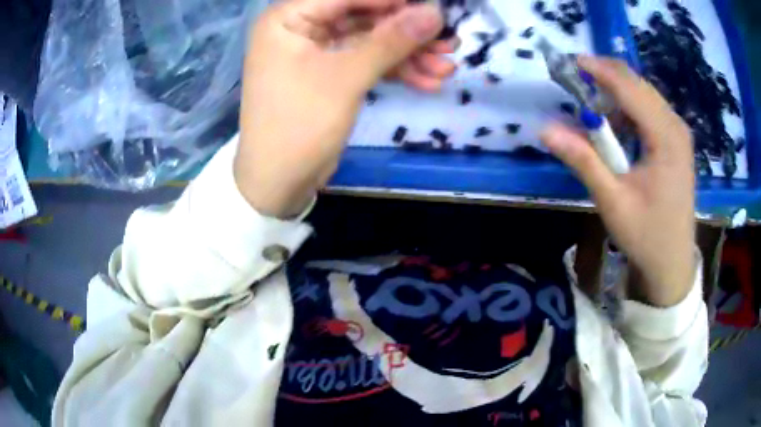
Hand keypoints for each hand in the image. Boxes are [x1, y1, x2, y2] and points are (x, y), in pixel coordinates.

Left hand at [235, 0, 450, 217]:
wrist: (278, 182)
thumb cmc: (300, 124)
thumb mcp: (347, 77)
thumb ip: (391, 40)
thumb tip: (435, 12)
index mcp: (288, 18)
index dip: (393, 1)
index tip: (433, 9)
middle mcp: (300, 27)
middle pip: (363, 17)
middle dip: (407, 32)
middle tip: (449, 41)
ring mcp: (316, 51)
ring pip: (369, 41)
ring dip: (408, 54)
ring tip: (447, 67)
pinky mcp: (329, 73)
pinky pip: (365, 62)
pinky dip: (395, 71)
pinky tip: (428, 81)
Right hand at [541, 57, 695, 306]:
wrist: (673, 262)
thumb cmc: (646, 235)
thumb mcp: (613, 201)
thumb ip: (583, 160)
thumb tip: (545, 130)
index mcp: (666, 138)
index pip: (630, 88)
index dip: (599, 71)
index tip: (571, 62)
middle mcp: (676, 126)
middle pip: (638, 84)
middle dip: (606, 77)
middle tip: (576, 82)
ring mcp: (679, 133)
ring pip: (644, 94)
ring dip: (617, 92)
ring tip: (593, 104)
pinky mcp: (676, 141)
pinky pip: (650, 110)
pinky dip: (629, 108)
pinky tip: (617, 124)